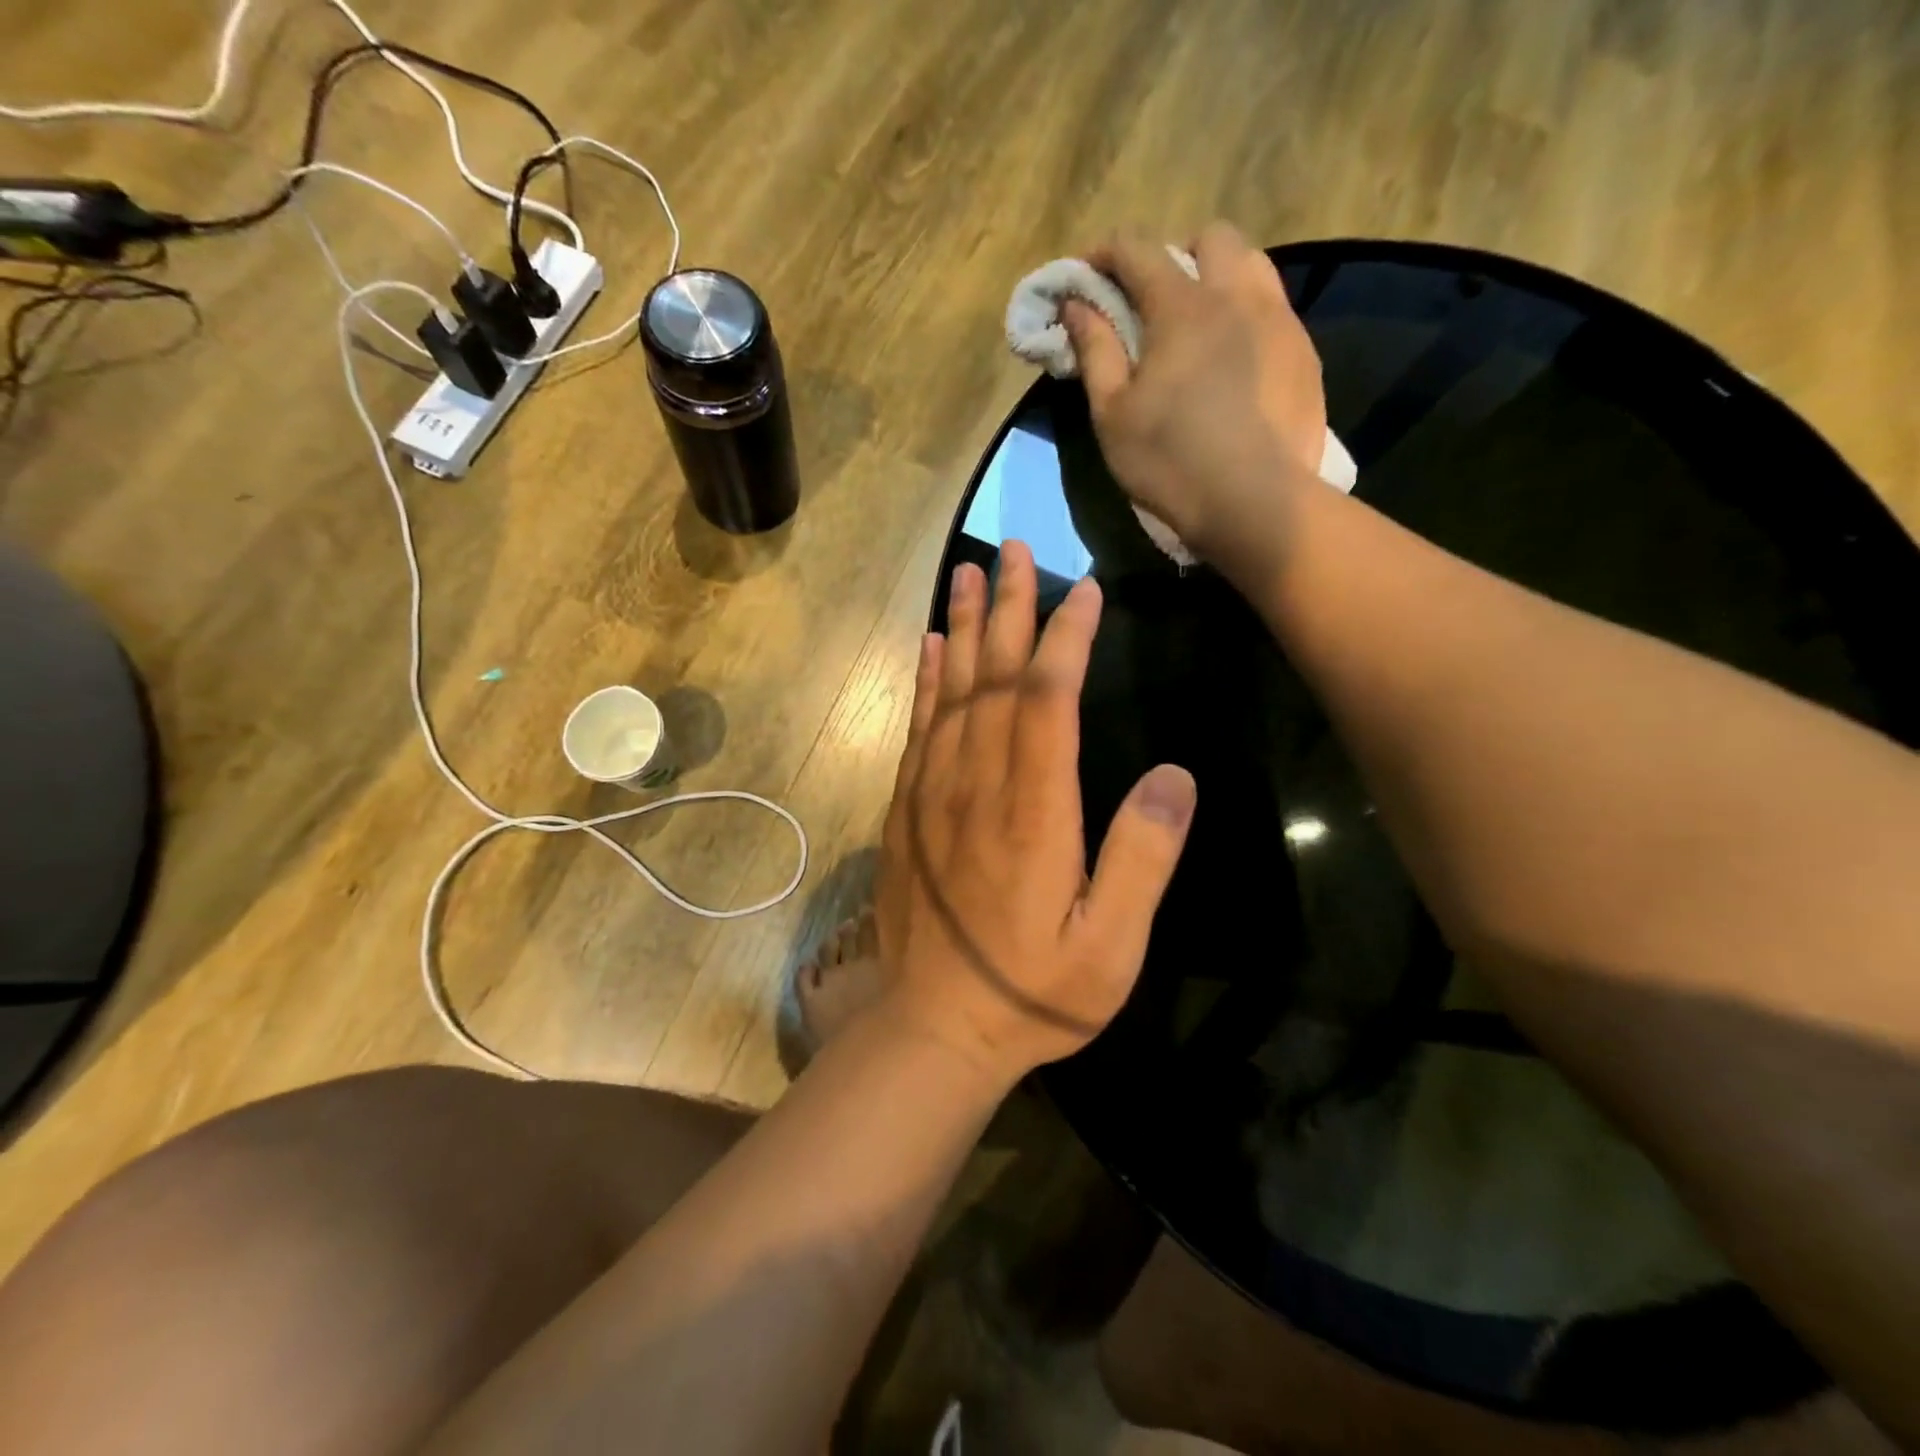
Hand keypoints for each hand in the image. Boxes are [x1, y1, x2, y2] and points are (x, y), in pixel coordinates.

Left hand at [872, 542, 1196, 1084]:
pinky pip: (917, 729)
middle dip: (1008, 609)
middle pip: (993, 680)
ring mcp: (933, 795)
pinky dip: (925, 682)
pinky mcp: (907, 811)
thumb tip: (1172, 776)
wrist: (935, 1028)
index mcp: (1032, 813)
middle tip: (1015, 548)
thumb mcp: (1110, 948)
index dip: (1065, 639)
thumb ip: (1141, 860)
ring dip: (963, 629)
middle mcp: (977, 787)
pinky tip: (931, 648)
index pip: (1046, 702)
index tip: (1083, 591)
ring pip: (949, 693)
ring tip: (968, 573)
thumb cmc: (1031, 993)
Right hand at [1061, 222, 1327, 574]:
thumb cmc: (1170, 461)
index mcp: (1183, 306)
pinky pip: (1274, 309)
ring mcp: (1280, 321)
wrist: (1256, 503)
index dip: (1104, 254)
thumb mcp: (1113, 414)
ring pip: (1252, 265)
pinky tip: (1234, 362)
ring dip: (1219, 277)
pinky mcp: (1305, 354)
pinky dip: (1246, 316)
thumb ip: (1095, 351)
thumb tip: (1076, 305)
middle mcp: (1237, 295)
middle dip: (1174, 255)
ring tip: (1200, 325)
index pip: (1138, 249)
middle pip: (1209, 239)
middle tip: (1152, 302)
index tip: (1084, 277)